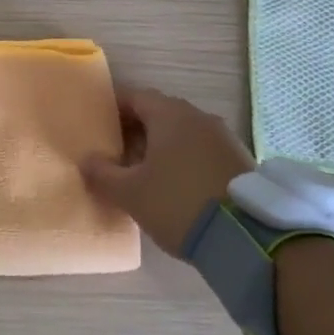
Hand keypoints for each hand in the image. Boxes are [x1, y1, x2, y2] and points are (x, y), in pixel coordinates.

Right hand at [80, 86, 253, 256]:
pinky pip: (203, 149)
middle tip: (118, 151)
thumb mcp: (130, 193)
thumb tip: (87, 159)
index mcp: (170, 115)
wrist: (246, 237)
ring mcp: (224, 137)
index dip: (114, 108)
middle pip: (160, 112)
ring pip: (184, 132)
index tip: (100, 126)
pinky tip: (177, 184)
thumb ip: (102, 174)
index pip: (135, 97)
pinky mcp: (240, 160)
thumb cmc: (177, 203)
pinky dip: (185, 158)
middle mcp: (198, 117)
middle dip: (138, 128)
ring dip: (163, 145)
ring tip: (146, 171)